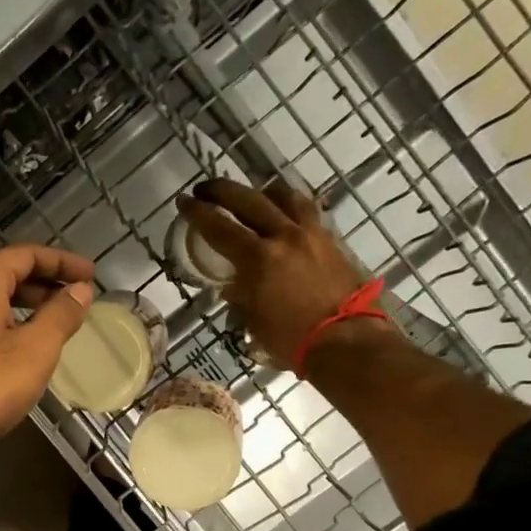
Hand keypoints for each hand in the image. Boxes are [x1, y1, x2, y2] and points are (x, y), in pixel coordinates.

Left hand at [0, 244, 95, 463]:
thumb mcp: (35, 350)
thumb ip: (60, 316)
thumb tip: (80, 290)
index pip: (24, 255)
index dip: (61, 262)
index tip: (90, 275)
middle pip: (3, 277)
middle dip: (43, 286)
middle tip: (75, 301)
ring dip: (23, 310)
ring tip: (53, 327)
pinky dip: (3, 330)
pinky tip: (18, 355)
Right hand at [176, 179, 381, 368]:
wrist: (346, 341)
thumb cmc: (292, 340)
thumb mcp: (254, 320)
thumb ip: (240, 295)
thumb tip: (231, 285)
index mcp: (259, 258)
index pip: (220, 227)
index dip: (198, 212)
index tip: (184, 201)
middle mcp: (284, 236)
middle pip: (248, 200)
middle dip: (222, 191)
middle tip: (205, 189)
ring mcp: (311, 234)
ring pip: (283, 196)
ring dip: (261, 191)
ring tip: (251, 194)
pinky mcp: (330, 240)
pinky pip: (306, 210)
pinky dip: (289, 204)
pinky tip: (284, 212)